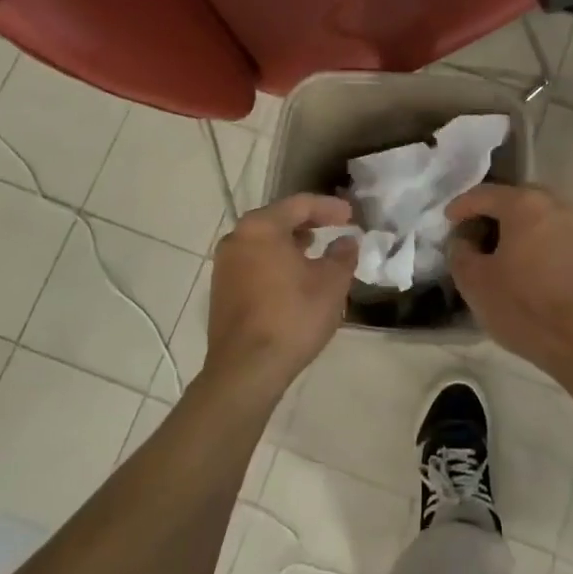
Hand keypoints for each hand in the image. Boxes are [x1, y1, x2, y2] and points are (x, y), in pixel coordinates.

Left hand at [204, 195, 357, 399]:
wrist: (246, 369)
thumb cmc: (293, 316)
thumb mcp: (332, 283)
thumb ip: (342, 255)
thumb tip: (346, 241)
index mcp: (261, 227)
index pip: (300, 204)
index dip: (329, 207)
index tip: (351, 215)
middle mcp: (236, 238)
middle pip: (277, 220)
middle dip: (308, 222)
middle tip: (334, 227)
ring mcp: (224, 266)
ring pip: (264, 243)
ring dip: (291, 243)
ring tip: (315, 252)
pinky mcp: (222, 291)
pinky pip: (254, 263)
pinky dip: (276, 262)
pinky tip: (294, 278)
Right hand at [446, 184, 572, 373]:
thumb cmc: (524, 306)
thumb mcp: (475, 282)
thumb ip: (459, 252)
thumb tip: (463, 240)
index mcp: (524, 204)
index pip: (484, 194)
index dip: (461, 206)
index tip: (447, 221)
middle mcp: (554, 203)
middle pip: (513, 199)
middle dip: (490, 213)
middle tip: (471, 235)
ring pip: (536, 214)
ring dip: (513, 226)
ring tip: (496, 251)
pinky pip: (552, 231)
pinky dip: (533, 238)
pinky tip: (523, 262)